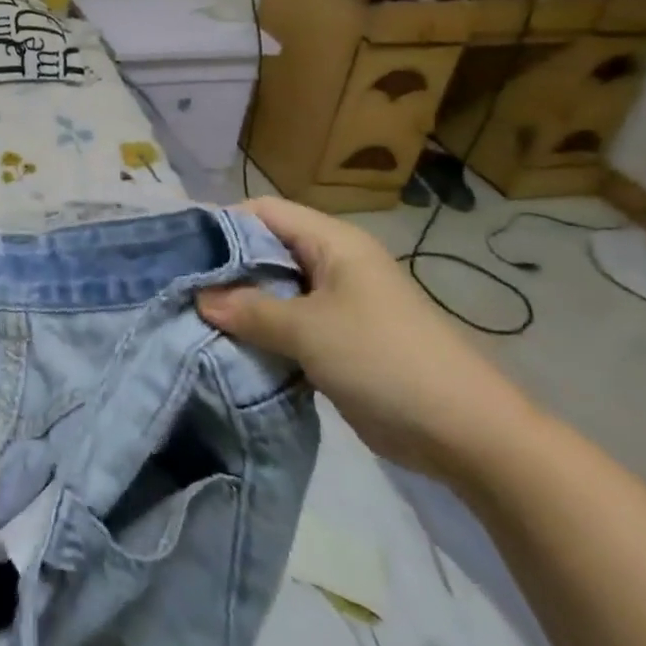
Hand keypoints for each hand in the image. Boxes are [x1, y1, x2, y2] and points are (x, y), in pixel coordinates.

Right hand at [199, 196, 541, 484]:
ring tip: (193, 316)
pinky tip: (228, 345)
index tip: (179, 248)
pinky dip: (260, 331)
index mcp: (332, 243)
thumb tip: (199, 298)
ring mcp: (336, 304)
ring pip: (275, 290)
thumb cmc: (384, 360)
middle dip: (225, 267)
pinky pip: (288, 323)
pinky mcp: (337, 340)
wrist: (466, 433)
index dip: (221, 223)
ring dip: (241, 304)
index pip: (264, 211)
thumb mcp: (309, 330)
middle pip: (266, 250)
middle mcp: (332, 264)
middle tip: (179, 287)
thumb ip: (250, 310)